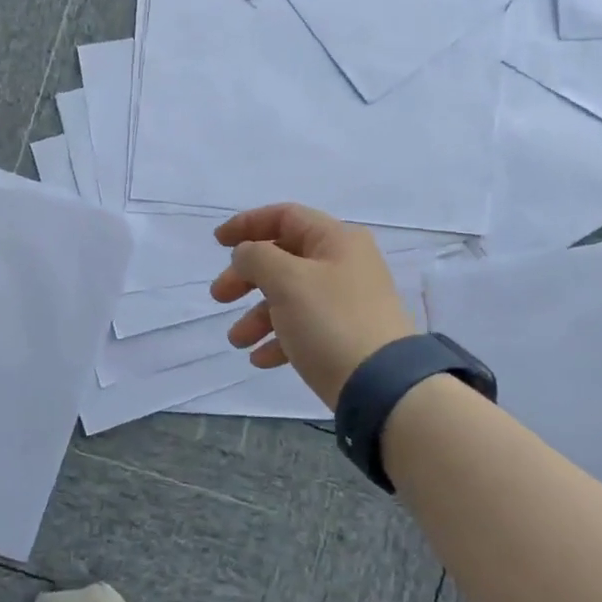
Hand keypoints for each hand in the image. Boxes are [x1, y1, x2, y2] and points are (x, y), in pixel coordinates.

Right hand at [212, 204, 415, 406]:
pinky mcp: (345, 336)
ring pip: (290, 297)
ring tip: (237, 340)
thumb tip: (246, 254)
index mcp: (335, 240)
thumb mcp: (286, 280)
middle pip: (283, 259)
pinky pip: (303, 328)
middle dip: (246, 278)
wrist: (383, 385)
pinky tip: (260, 360)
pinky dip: (278, 339)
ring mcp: (347, 302)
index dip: (247, 224)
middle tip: (219, 297)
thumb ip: (256, 257)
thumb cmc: (330, 321)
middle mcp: (344, 264)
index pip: (284, 216)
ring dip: (257, 315)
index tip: (217, 243)